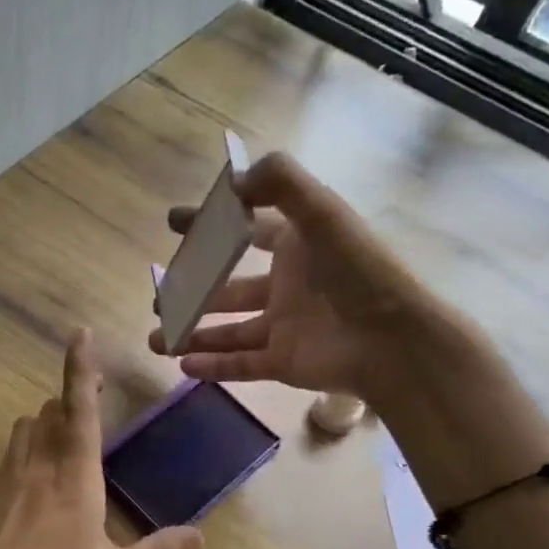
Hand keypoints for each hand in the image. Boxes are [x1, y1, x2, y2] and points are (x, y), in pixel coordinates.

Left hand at [0, 329, 202, 548]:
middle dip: (72, 399)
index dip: (81, 368)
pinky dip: (26, 448)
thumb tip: (198, 537)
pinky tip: (35, 477)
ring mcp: (6, 480)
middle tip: (94, 401)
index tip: (82, 332)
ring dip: (47, 421)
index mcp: (73, 478)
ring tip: (67, 438)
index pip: (80, 410)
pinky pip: (9, 454)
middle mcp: (37, 467)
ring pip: (25, 428)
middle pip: (50, 411)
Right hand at [147, 153, 428, 399]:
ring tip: (156, 338)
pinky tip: (183, 364)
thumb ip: (281, 184)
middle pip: (229, 287)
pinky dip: (212, 366)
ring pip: (228, 331)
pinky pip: (240, 365)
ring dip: (192, 333)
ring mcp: (283, 327)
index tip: (174, 224)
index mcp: (297, 246)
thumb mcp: (323, 213)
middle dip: (193, 290)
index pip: (248, 229)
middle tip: (158, 297)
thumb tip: (232, 181)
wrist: (393, 341)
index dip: (212, 224)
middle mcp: (287, 286)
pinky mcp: (283, 363)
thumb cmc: (358, 272)